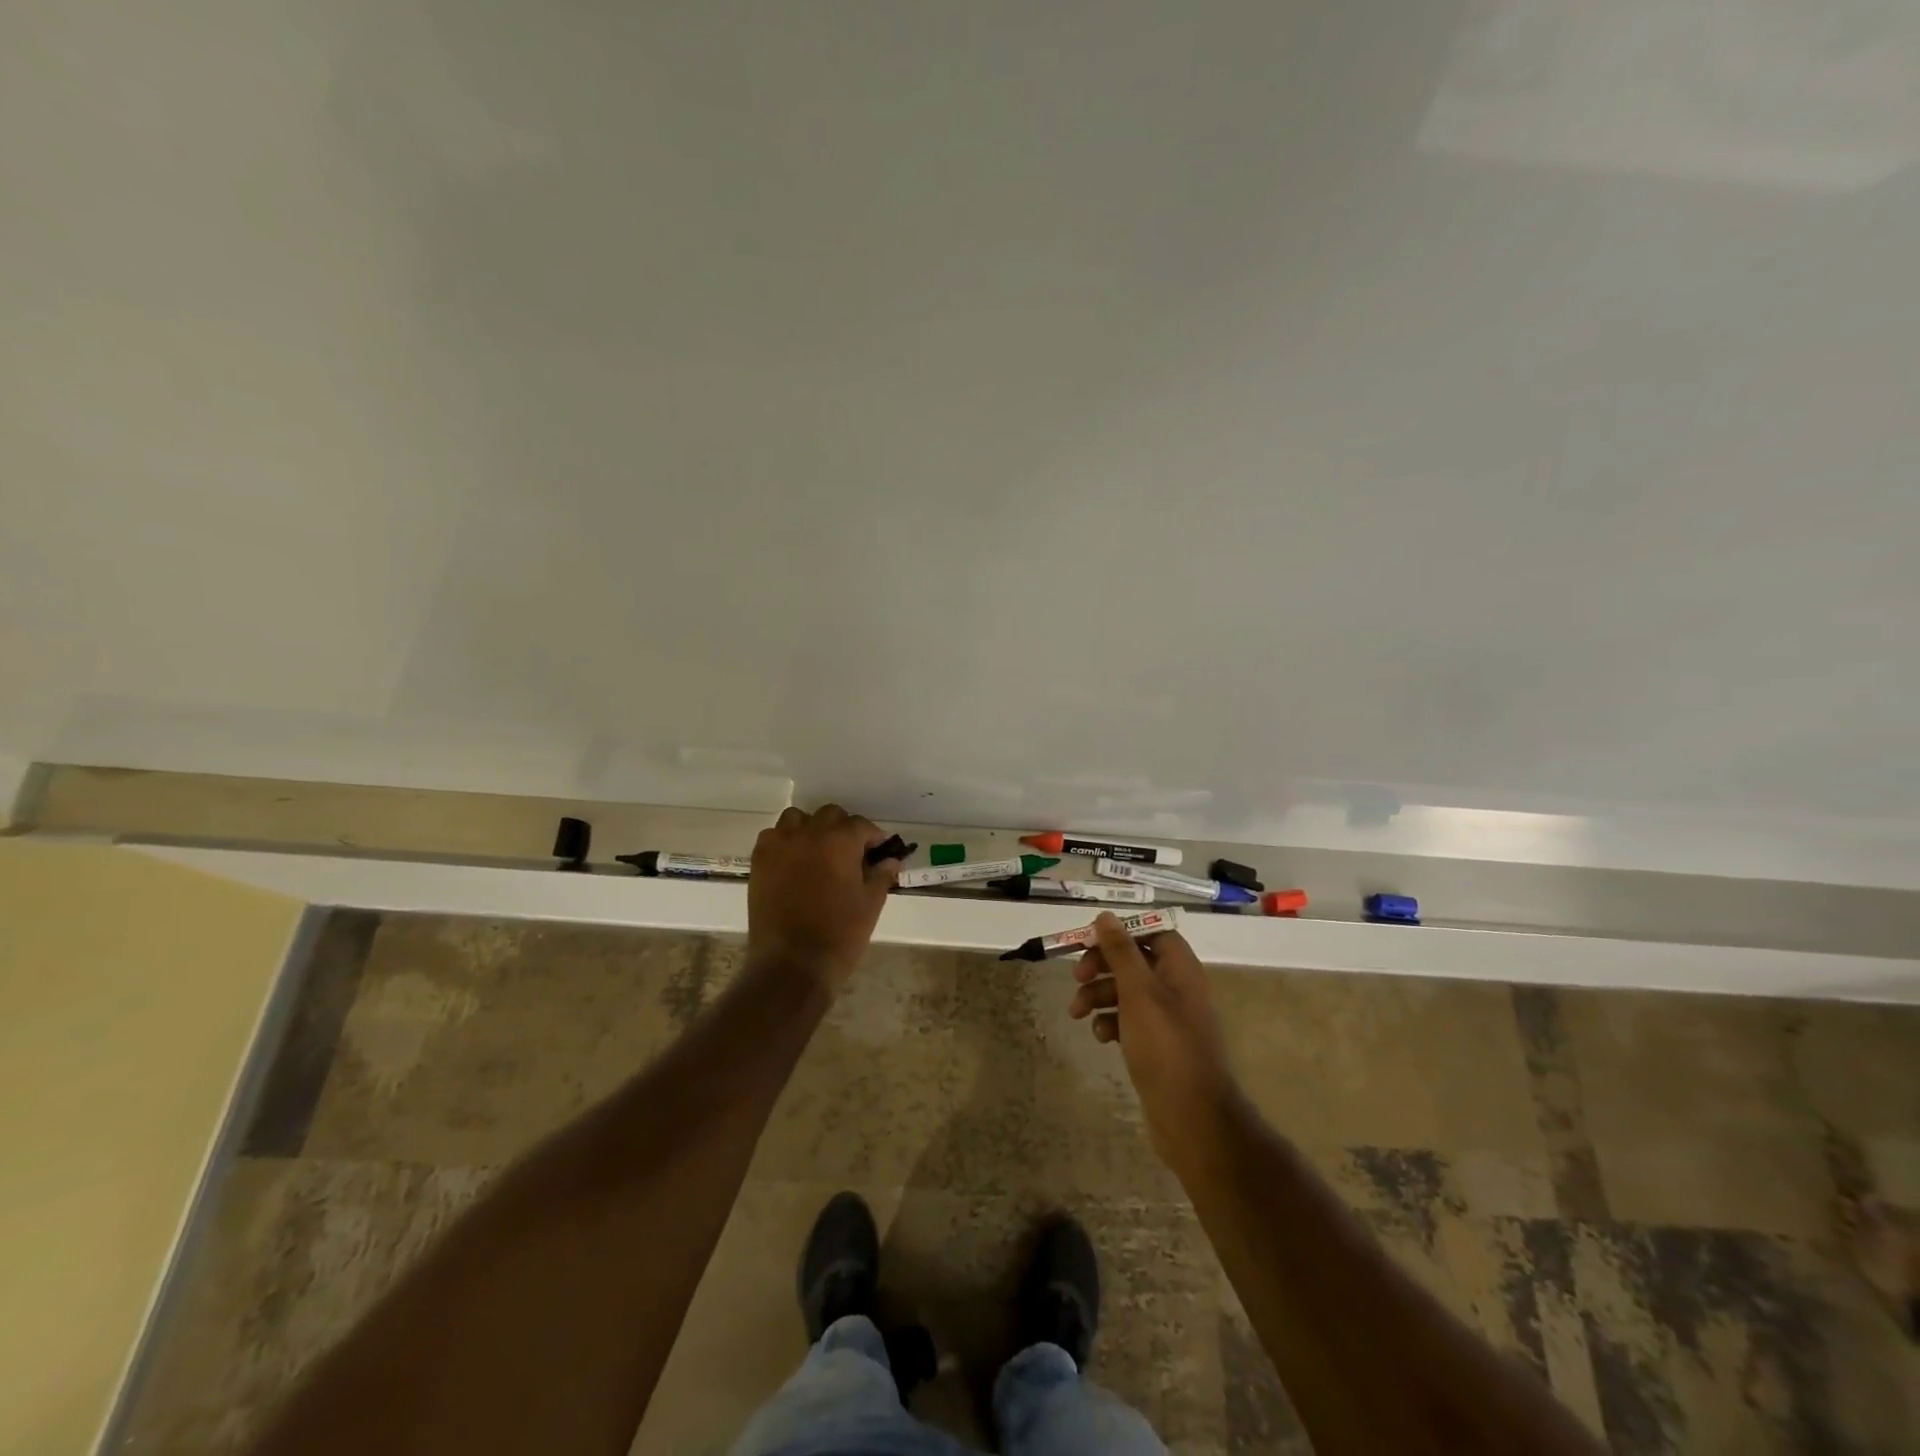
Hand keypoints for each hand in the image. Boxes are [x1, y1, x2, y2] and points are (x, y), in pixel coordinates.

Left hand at [747, 805, 901, 991]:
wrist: (792, 964)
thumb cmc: (840, 935)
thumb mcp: (871, 904)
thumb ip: (881, 876)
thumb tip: (891, 861)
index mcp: (840, 841)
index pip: (862, 825)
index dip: (873, 837)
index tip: (879, 851)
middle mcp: (809, 833)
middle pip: (830, 815)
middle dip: (843, 829)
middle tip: (851, 854)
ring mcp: (780, 845)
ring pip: (797, 819)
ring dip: (811, 829)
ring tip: (818, 852)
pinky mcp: (759, 862)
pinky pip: (772, 837)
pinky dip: (784, 842)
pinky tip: (793, 863)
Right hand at [1069, 915, 1240, 1165]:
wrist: (1192, 1119)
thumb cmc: (1165, 1047)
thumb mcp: (1138, 993)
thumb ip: (1121, 952)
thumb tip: (1105, 917)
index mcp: (1180, 968)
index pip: (1151, 932)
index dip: (1120, 932)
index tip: (1089, 942)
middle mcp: (1176, 987)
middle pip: (1134, 960)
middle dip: (1102, 966)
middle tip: (1076, 977)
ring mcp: (1167, 1018)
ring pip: (1126, 991)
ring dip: (1099, 995)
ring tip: (1077, 1013)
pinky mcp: (1156, 1045)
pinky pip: (1128, 1021)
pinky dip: (1111, 1022)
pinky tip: (1100, 1036)